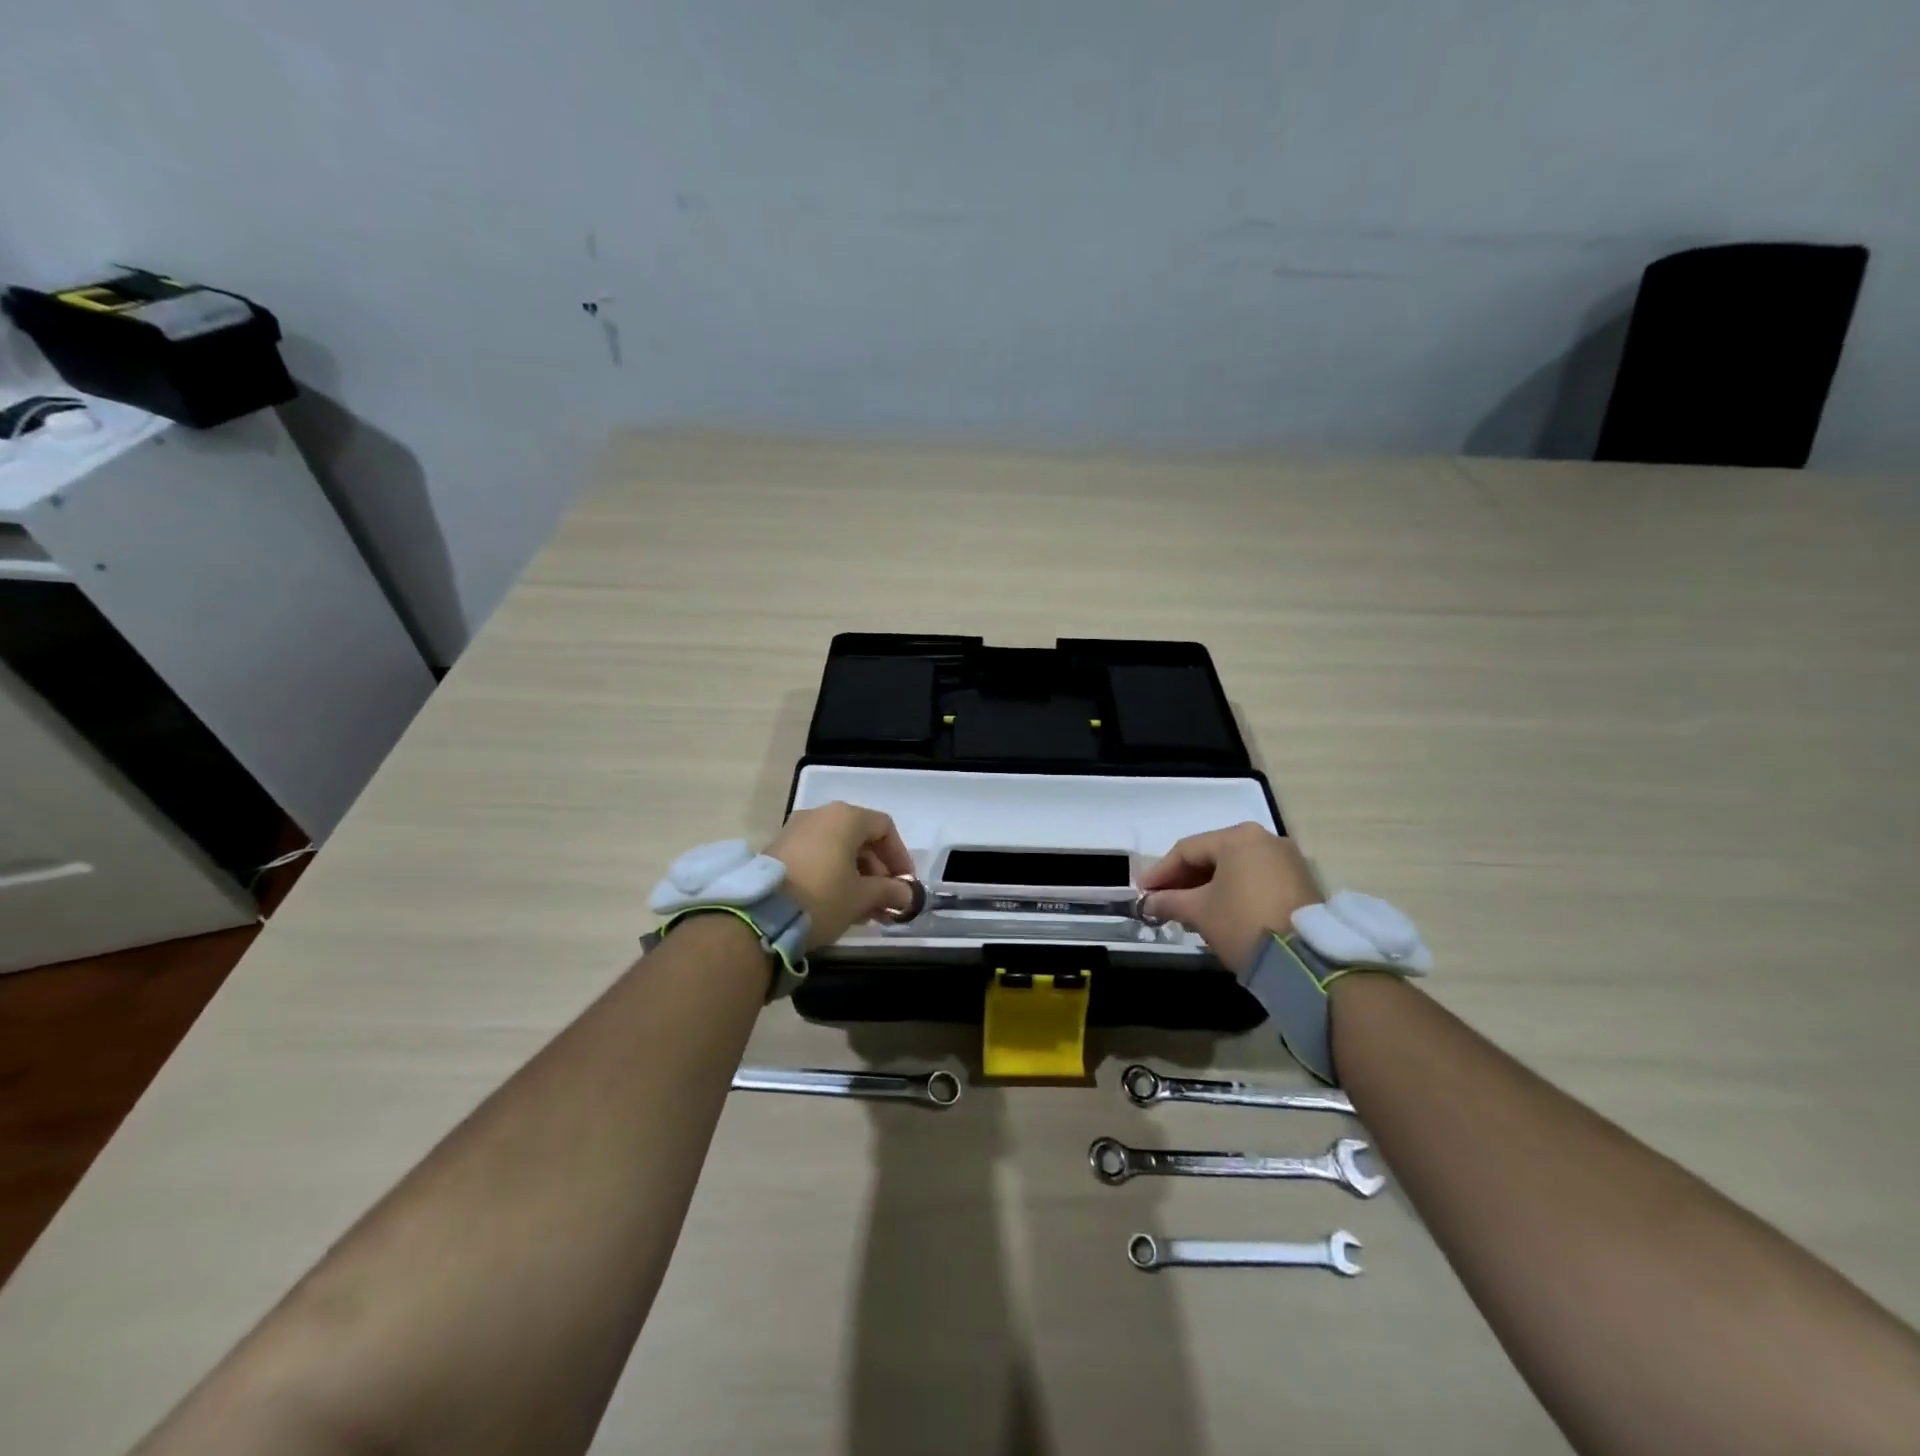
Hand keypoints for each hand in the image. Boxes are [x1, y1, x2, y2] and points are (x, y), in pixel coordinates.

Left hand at [767, 801, 916, 949]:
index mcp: (845, 817)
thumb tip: (907, 896)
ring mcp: (795, 831)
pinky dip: (832, 876)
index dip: (900, 856)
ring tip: (864, 910)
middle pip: (860, 838)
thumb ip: (889, 892)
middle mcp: (820, 815)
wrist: (759, 915)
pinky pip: (816, 856)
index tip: (905, 885)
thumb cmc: (822, 896)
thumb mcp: (862, 897)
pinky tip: (838, 905)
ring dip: (856, 877)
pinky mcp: (778, 850)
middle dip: (877, 872)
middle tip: (885, 902)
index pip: (884, 827)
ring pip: (837, 850)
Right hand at [1139, 822, 1321, 969]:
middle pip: (1212, 856)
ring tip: (1186, 910)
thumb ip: (1169, 901)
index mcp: (1238, 837)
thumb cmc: (1243, 923)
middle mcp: (1265, 839)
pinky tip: (1218, 912)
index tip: (1142, 892)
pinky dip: (1232, 892)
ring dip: (1207, 887)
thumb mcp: (1199, 912)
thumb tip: (1148, 902)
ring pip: (1234, 868)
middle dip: (1184, 880)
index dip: (1160, 871)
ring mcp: (1287, 860)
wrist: (1307, 960)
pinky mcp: (1300, 882)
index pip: (1187, 850)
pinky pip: (1255, 879)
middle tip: (1162, 900)